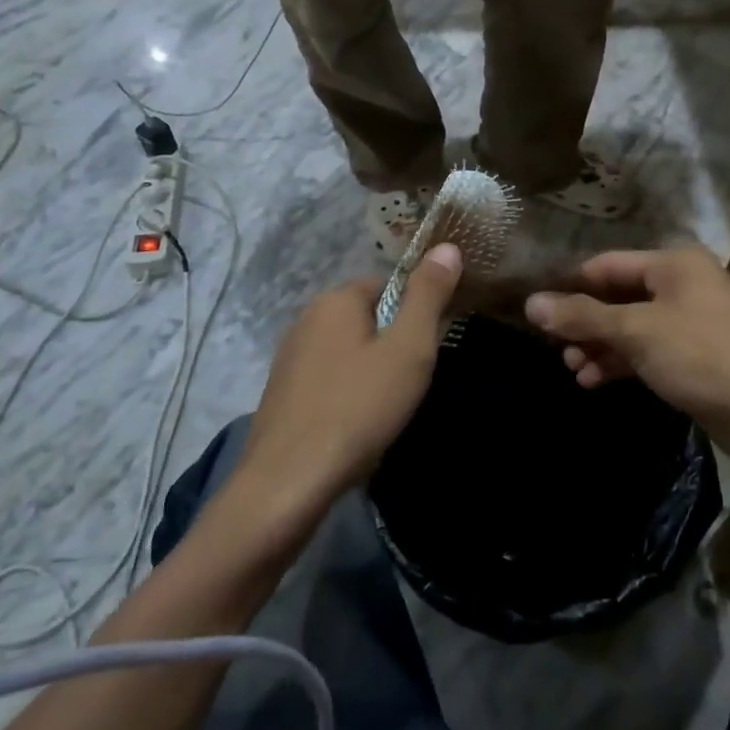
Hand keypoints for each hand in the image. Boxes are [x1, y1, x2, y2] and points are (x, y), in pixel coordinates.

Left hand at [237, 244, 462, 513]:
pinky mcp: (282, 393)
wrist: (288, 483)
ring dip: (372, 371)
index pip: (390, 285)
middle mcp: (306, 318)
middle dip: (394, 343)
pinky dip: (348, 393)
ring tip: (387, 408)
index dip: (417, 313)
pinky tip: (356, 424)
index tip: (430, 348)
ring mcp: (289, 357)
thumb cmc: (358, 408)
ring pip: (348, 350)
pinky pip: (329, 379)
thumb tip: (447, 246)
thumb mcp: (409, 348)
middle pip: (368, 317)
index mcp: (336, 299)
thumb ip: (428, 295)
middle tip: (412, 382)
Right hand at [524, 246, 729, 448]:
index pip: (606, 265)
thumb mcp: (637, 332)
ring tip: (572, 370)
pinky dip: (620, 362)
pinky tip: (593, 381)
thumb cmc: (701, 356)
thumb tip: (530, 304)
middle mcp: (682, 284)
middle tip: (554, 348)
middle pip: (617, 296)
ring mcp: (690, 321)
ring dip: (598, 346)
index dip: (569, 286)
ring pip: (630, 326)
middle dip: (584, 323)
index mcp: (673, 264)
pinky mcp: (694, 355)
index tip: (536, 310)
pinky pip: (646, 350)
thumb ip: (583, 316)